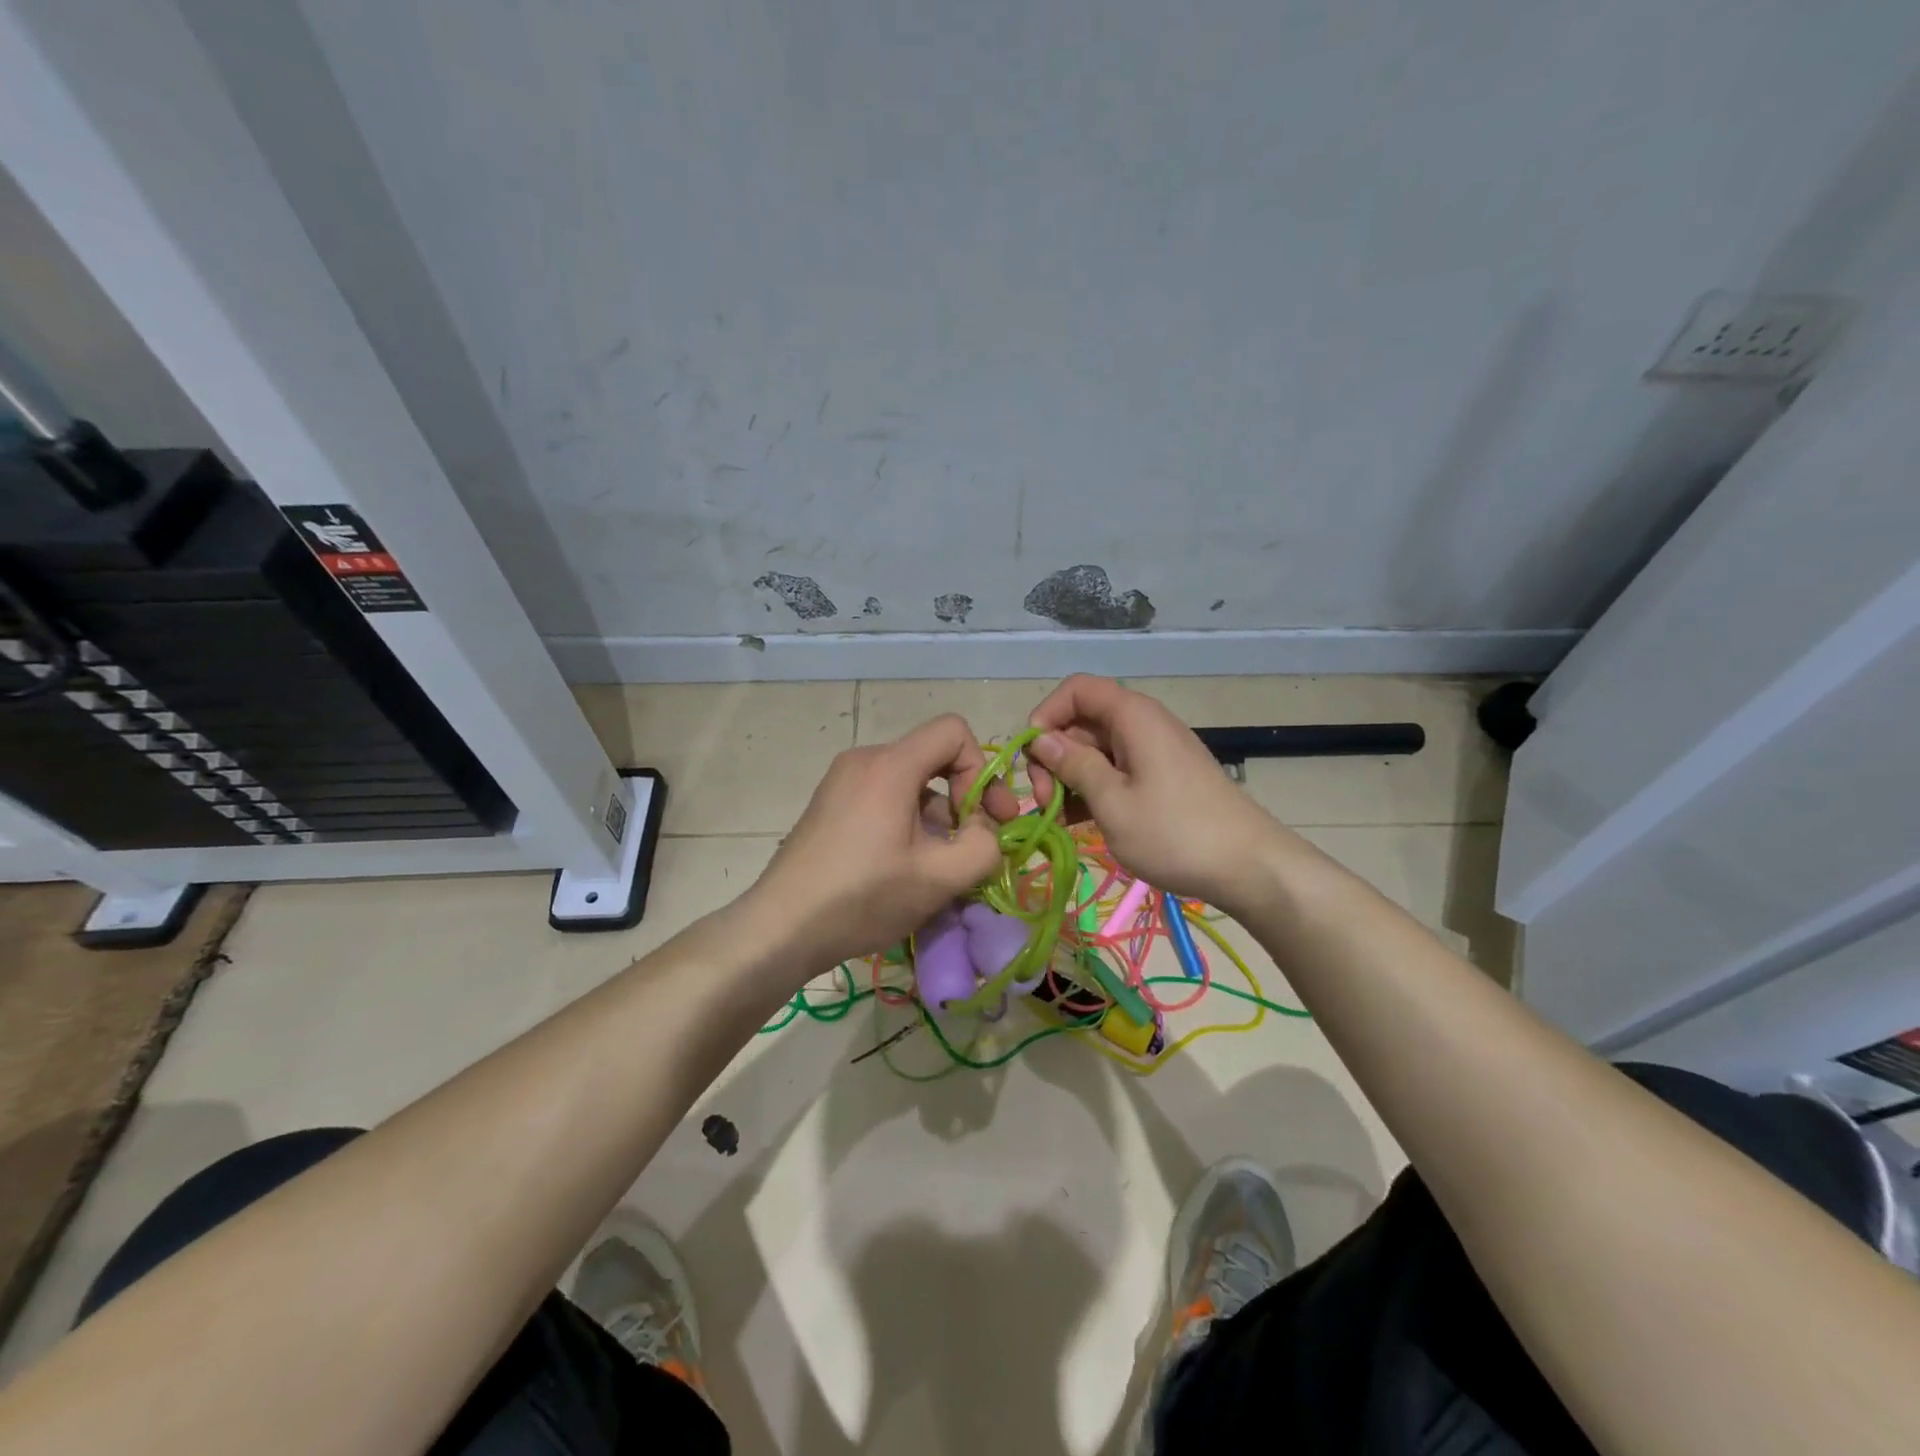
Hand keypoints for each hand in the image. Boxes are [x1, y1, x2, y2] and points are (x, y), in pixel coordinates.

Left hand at [747, 714, 1017, 972]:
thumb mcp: (939, 878)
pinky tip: (905, 868)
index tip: (984, 817)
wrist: (781, 927)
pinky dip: (907, 822)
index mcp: (890, 765)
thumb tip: (984, 830)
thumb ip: (983, 846)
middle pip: (933, 759)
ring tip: (938, 869)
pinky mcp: (830, 803)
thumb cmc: (863, 897)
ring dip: (936, 818)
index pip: (954, 731)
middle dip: (963, 800)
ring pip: (910, 783)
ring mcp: (842, 781)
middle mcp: (864, 759)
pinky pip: (884, 797)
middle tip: (974, 845)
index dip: (982, 769)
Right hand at [1025, 675, 1283, 914]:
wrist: (1248, 867)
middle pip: (1082, 722)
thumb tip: (1040, 738)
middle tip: (1045, 802)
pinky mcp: (1160, 778)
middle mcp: (1142, 724)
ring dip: (1070, 778)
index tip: (1033, 756)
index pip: (1077, 689)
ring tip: (1059, 819)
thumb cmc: (1175, 833)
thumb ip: (1073, 765)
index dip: (1047, 714)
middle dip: (1055, 756)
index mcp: (1133, 716)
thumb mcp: (1112, 802)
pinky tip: (1079, 823)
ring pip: (1096, 750)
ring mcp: (1153, 752)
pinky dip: (1093, 790)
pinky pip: (1116, 771)